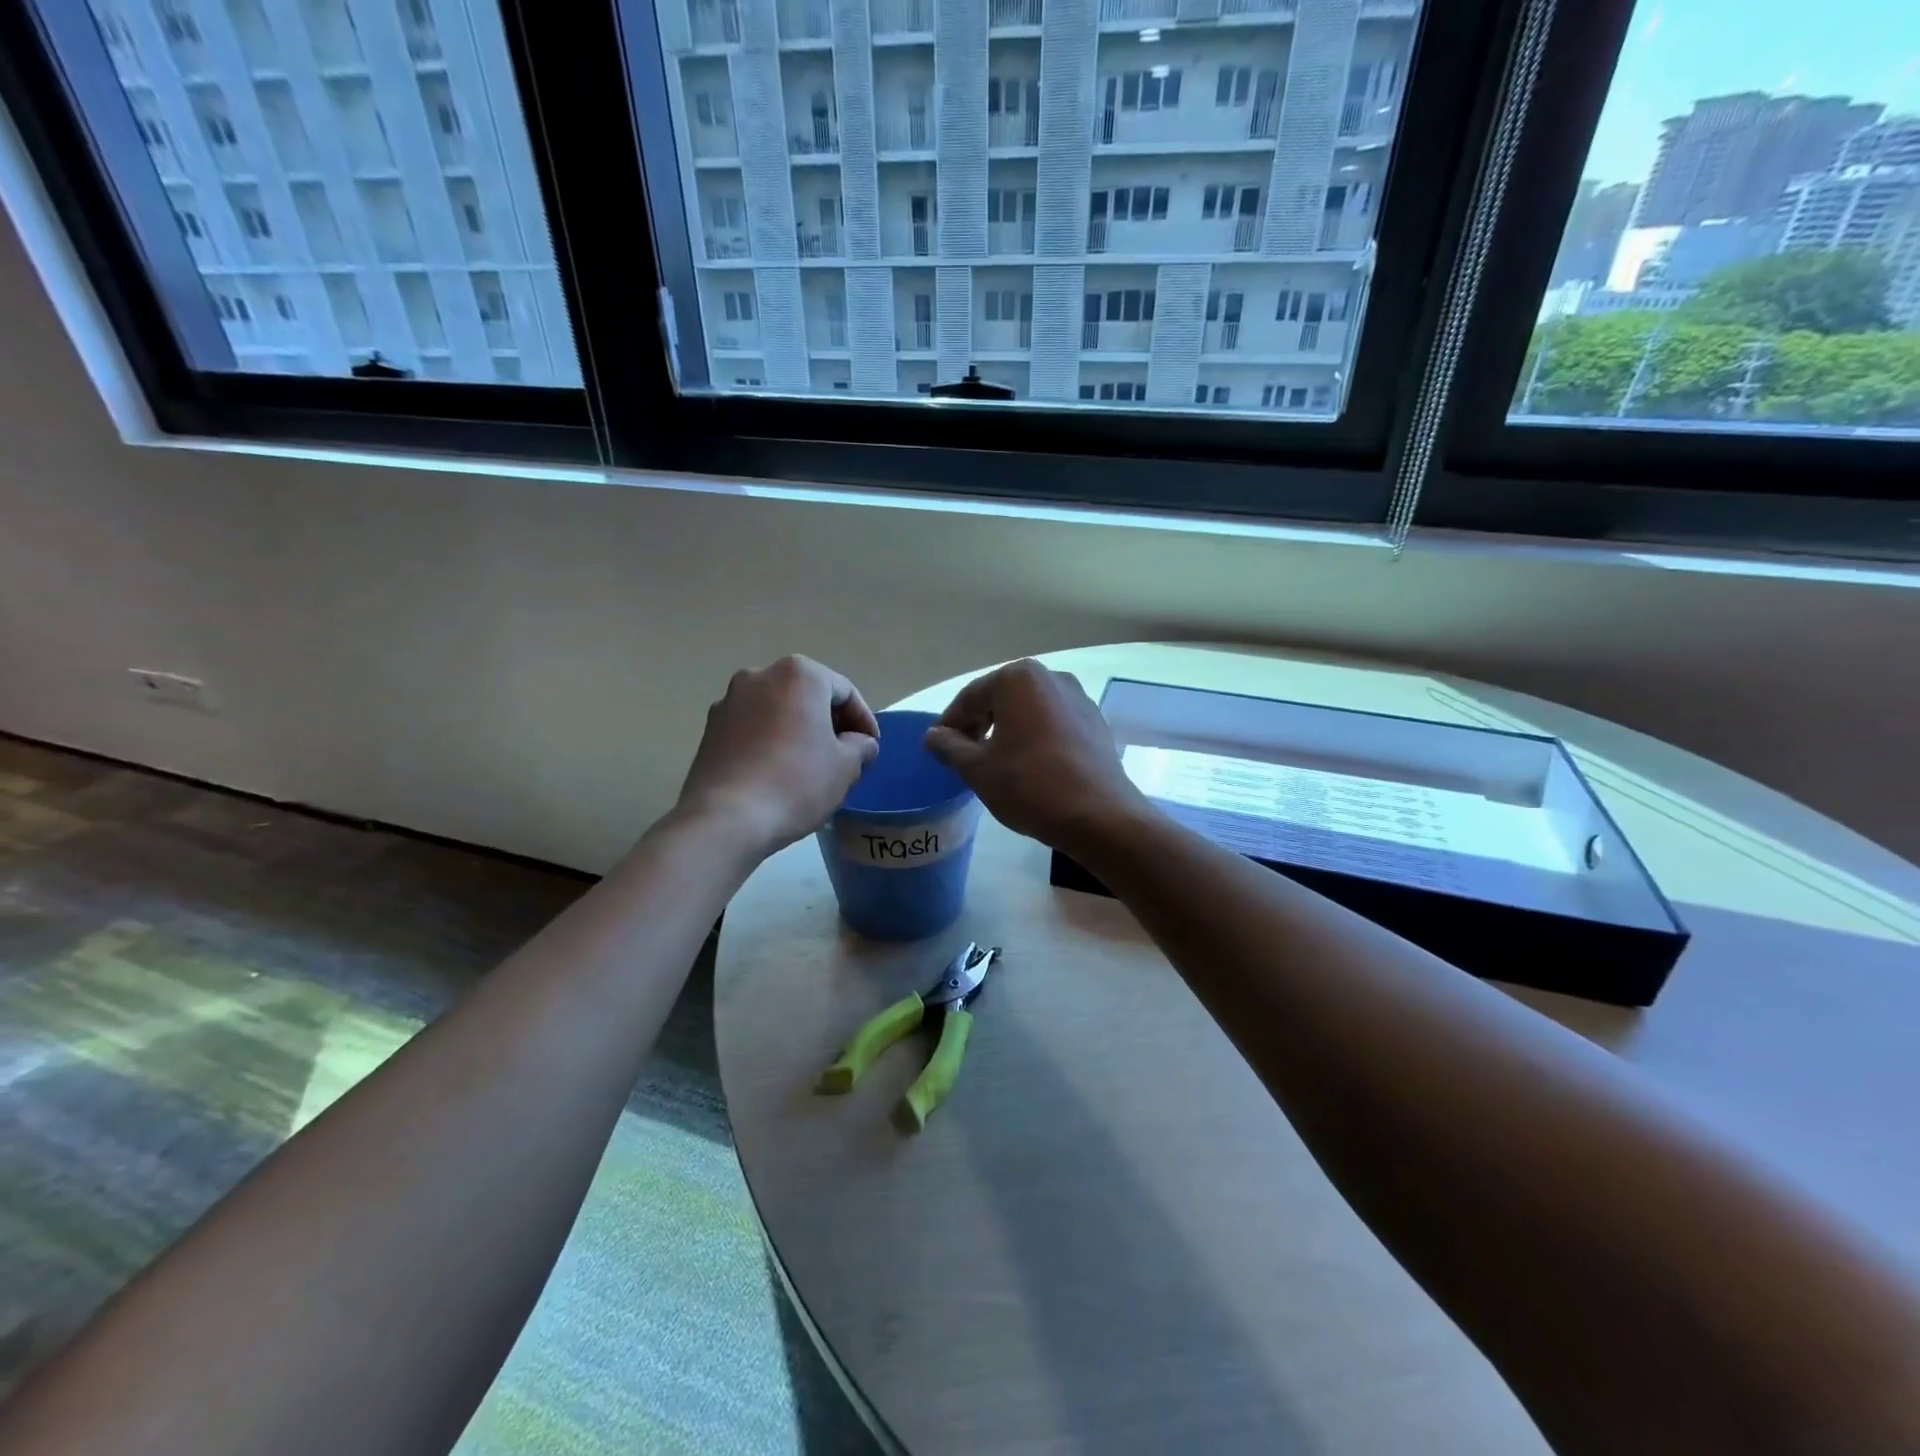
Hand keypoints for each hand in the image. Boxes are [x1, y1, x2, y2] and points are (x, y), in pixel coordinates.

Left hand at [676, 656, 880, 857]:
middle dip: (829, 722)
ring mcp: (729, 700)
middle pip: (808, 695)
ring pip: (778, 710)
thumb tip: (858, 743)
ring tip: (810, 765)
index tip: (870, 748)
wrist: (725, 818)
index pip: (845, 692)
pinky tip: (778, 772)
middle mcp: (760, 675)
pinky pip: (752, 727)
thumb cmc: (796, 783)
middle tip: (844, 755)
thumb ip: (861, 746)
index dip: (864, 721)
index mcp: (799, 674)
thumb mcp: (846, 767)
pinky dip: (770, 741)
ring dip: (798, 730)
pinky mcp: (710, 728)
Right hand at [924, 660, 1153, 852]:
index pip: (971, 697)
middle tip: (963, 755)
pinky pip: (1053, 724)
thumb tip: (933, 735)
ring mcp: (1078, 698)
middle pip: (1001, 698)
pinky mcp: (1096, 723)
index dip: (950, 723)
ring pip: (1028, 711)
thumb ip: (949, 747)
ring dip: (1007, 731)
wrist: (1099, 815)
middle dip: (979, 724)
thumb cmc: (1030, 785)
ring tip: (994, 762)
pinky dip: (1035, 738)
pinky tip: (1029, 766)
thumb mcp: (978, 769)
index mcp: (1018, 679)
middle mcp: (1051, 677)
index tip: (937, 747)